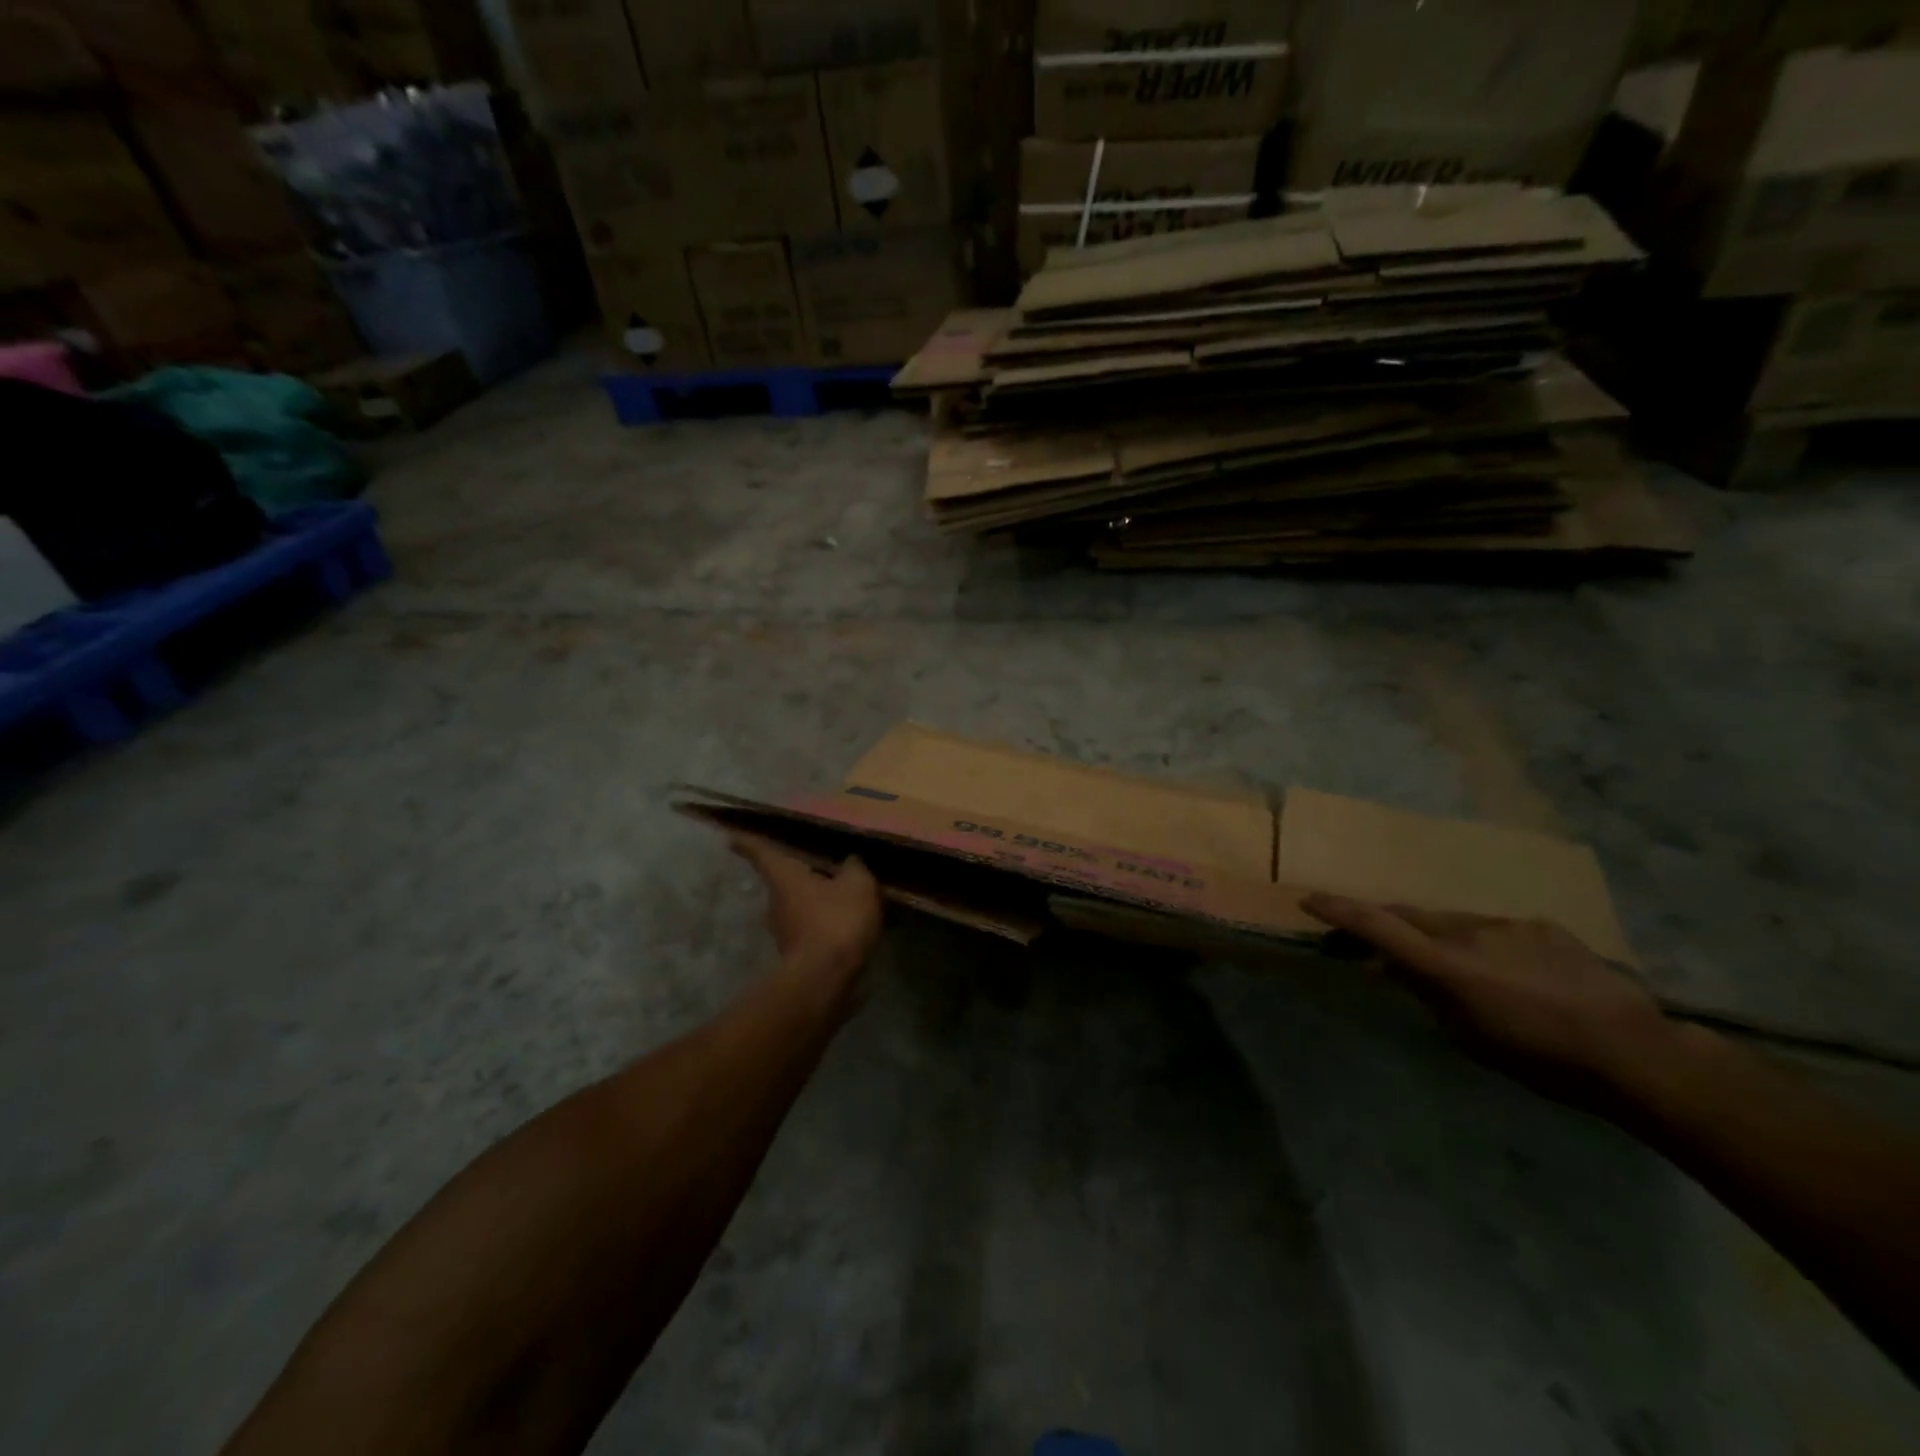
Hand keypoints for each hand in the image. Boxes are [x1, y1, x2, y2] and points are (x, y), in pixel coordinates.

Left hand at [730, 833, 882, 986]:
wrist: (825, 980)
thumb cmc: (835, 921)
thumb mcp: (857, 885)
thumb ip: (854, 868)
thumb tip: (850, 861)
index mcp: (784, 876)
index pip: (760, 852)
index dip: (747, 841)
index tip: (731, 836)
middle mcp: (776, 901)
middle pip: (783, 880)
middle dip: (799, 873)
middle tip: (820, 864)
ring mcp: (783, 931)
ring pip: (798, 905)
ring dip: (816, 899)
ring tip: (842, 894)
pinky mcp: (796, 953)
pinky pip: (811, 927)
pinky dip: (825, 922)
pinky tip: (847, 923)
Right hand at [1302, 894, 1675, 1110]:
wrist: (1636, 1052)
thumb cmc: (1541, 1059)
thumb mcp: (1468, 1037)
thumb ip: (1423, 994)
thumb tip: (1385, 968)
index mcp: (1446, 965)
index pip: (1378, 926)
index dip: (1339, 911)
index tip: (1309, 899)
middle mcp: (1469, 932)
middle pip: (1410, 917)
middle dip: (1387, 924)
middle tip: (1376, 943)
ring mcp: (1507, 924)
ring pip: (1454, 923)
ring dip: (1441, 939)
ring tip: (1459, 971)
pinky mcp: (1540, 926)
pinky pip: (1495, 930)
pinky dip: (1486, 945)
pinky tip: (1512, 974)